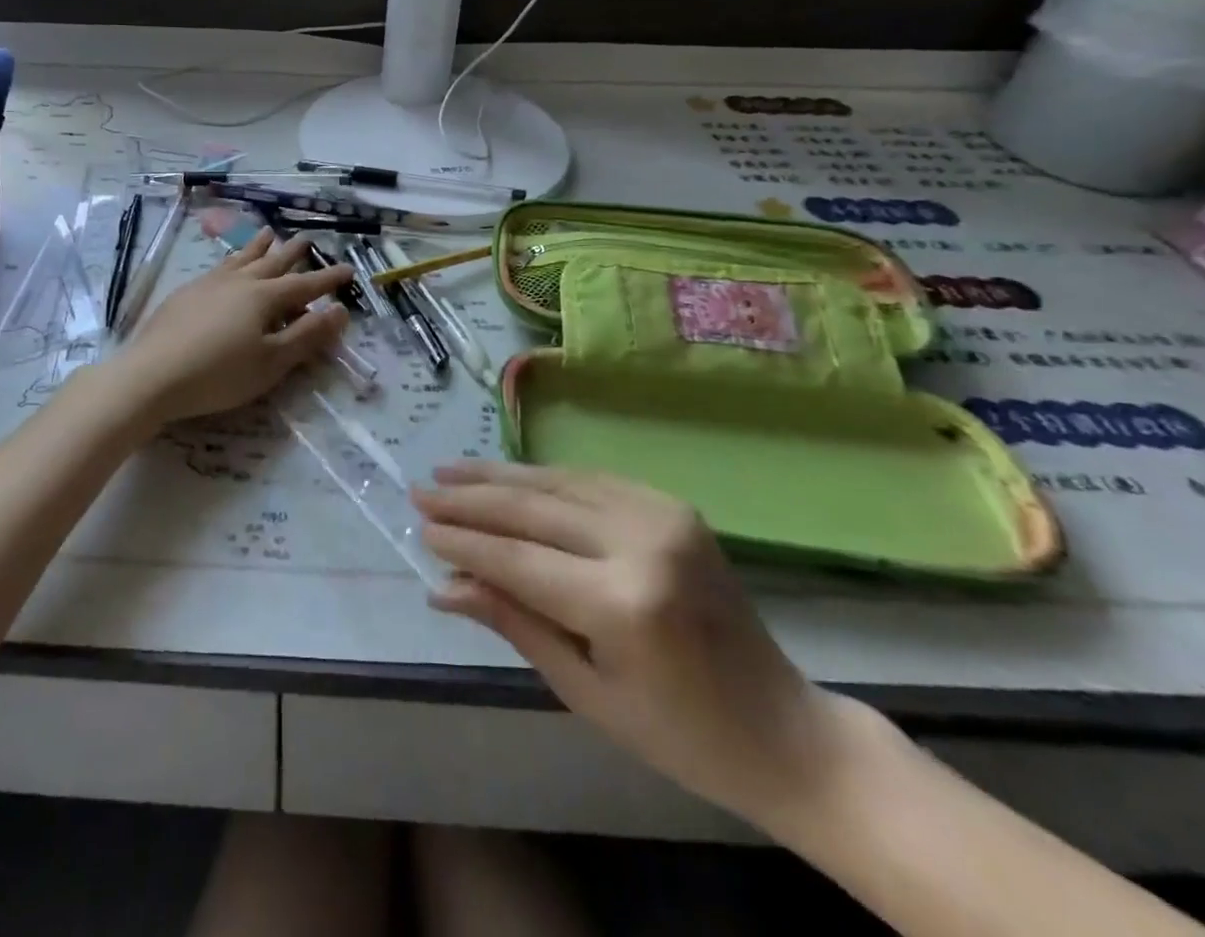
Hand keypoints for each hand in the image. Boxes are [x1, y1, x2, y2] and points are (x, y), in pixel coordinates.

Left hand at [113, 228, 353, 424]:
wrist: (151, 375)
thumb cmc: (219, 374)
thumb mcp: (271, 362)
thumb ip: (307, 335)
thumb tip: (340, 310)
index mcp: (264, 297)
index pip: (305, 285)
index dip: (328, 279)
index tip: (348, 269)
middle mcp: (239, 282)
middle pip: (272, 262)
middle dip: (293, 253)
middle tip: (308, 239)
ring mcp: (208, 284)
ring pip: (241, 259)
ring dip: (258, 247)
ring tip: (268, 233)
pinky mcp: (185, 294)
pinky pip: (218, 267)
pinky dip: (232, 260)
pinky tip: (227, 265)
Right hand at [415, 461, 863, 832]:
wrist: (784, 729)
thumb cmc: (679, 734)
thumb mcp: (584, 690)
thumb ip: (514, 622)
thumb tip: (443, 586)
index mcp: (623, 603)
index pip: (518, 559)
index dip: (464, 542)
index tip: (420, 527)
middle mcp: (641, 543)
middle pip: (533, 509)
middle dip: (470, 500)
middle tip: (421, 490)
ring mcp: (662, 515)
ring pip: (558, 482)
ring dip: (499, 477)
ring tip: (450, 471)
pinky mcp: (673, 505)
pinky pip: (591, 481)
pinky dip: (543, 478)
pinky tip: (509, 476)